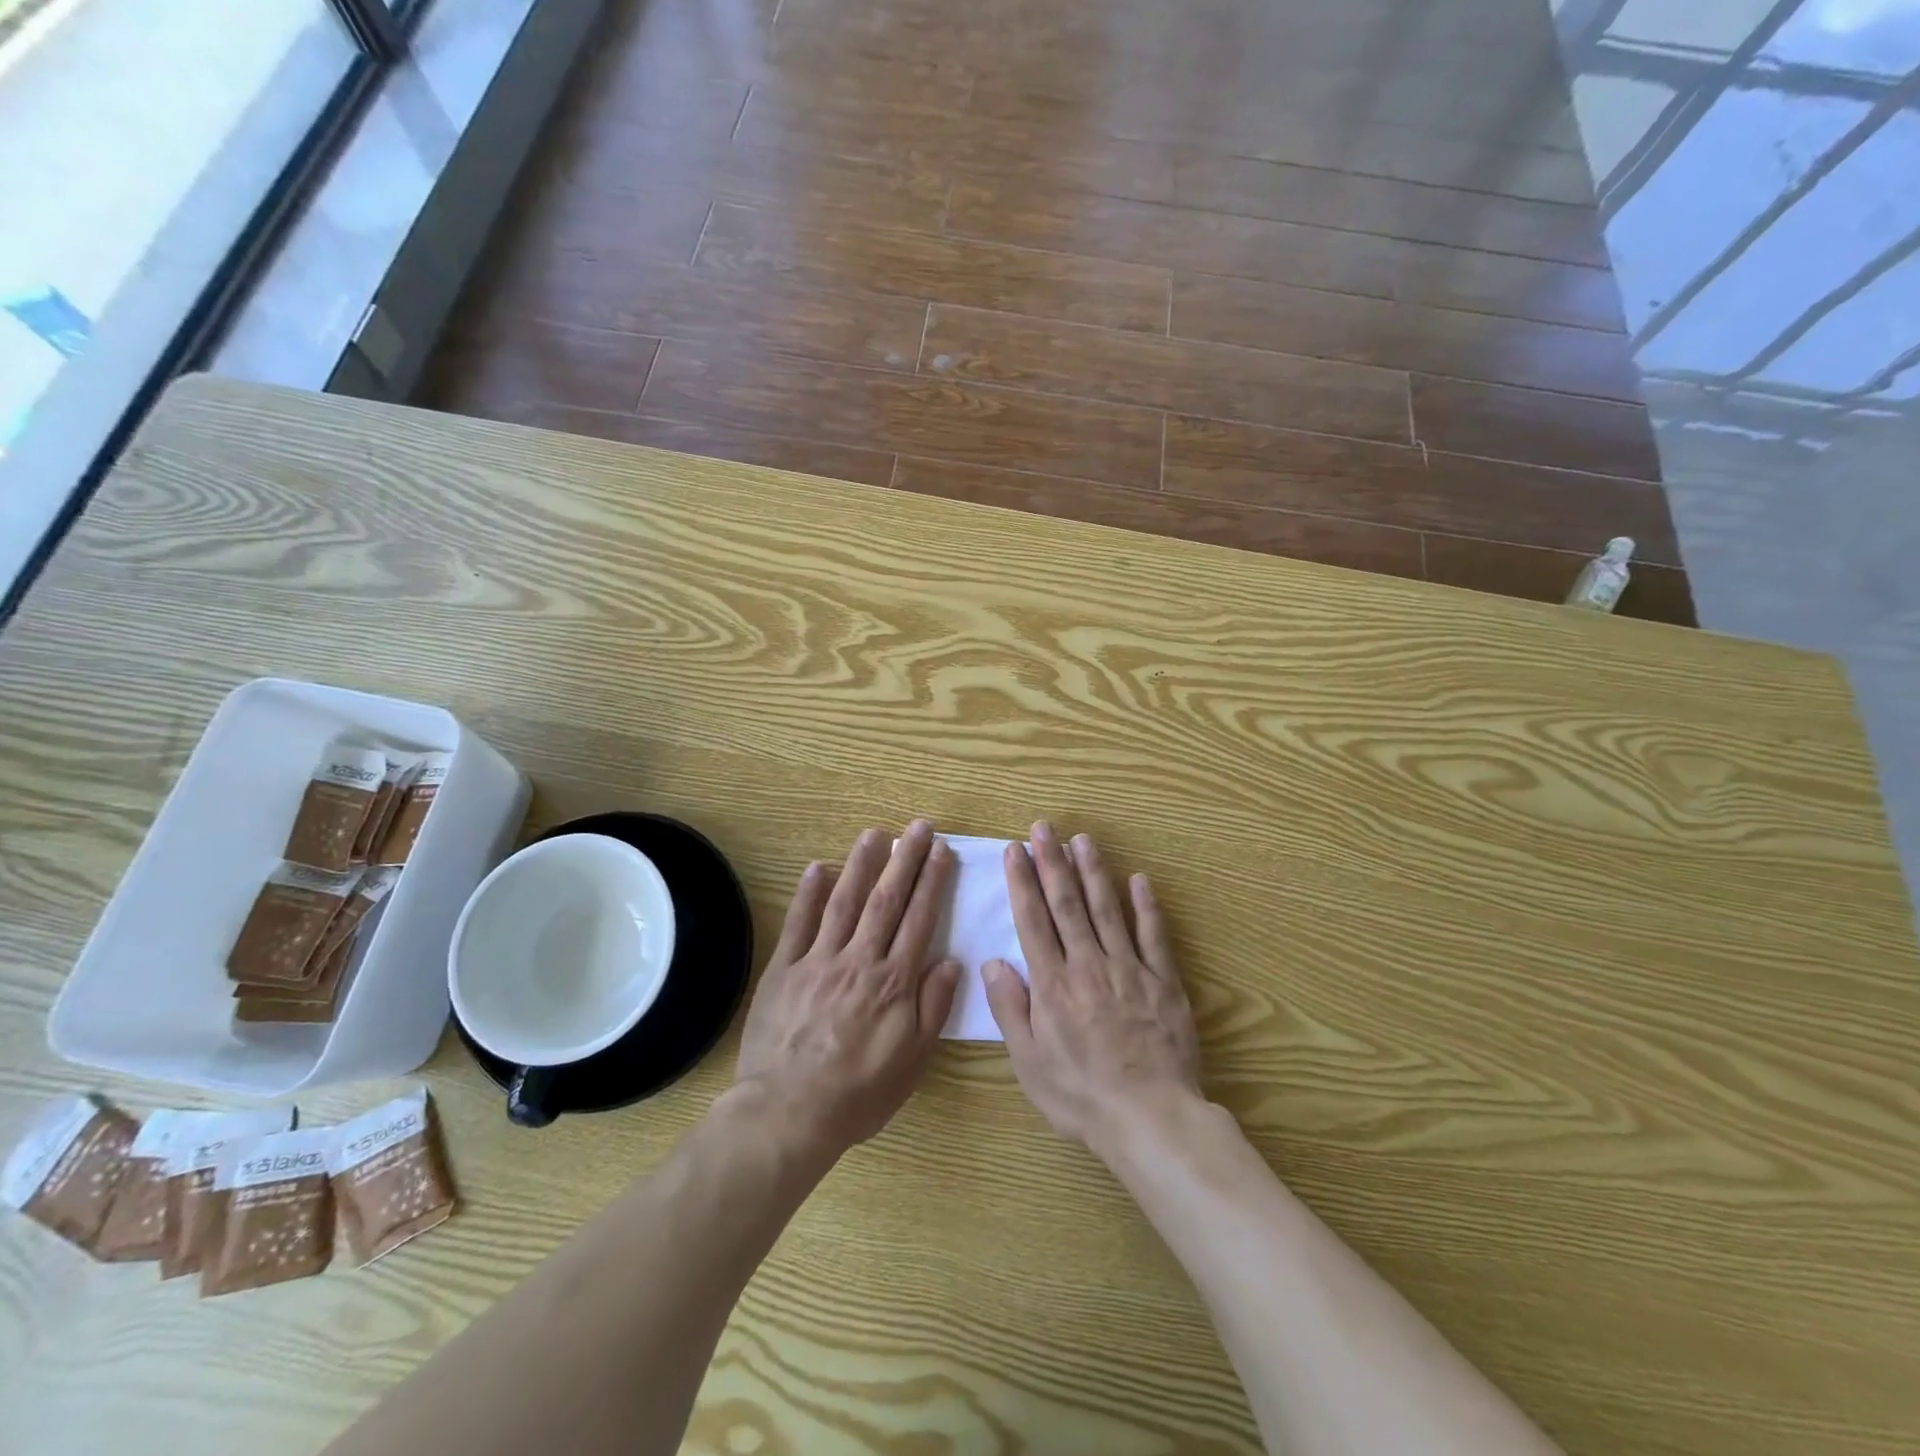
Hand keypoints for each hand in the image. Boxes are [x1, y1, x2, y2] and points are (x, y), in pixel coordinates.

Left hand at [735, 820, 961, 1158]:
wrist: (789, 1112)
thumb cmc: (859, 1092)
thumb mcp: (912, 1061)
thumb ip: (933, 1007)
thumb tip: (951, 961)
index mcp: (894, 981)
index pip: (919, 919)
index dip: (932, 882)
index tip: (942, 851)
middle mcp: (860, 960)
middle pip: (887, 900)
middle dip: (905, 860)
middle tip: (919, 827)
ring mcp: (819, 960)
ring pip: (845, 902)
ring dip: (861, 864)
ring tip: (875, 833)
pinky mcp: (785, 969)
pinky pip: (799, 924)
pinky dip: (808, 894)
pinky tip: (818, 867)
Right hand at [982, 822, 1202, 1153]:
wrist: (1149, 1117)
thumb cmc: (1080, 1095)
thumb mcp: (1028, 1062)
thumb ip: (1010, 1009)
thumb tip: (992, 962)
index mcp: (1053, 984)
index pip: (1033, 921)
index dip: (1023, 882)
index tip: (1016, 850)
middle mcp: (1088, 964)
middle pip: (1067, 904)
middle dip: (1053, 862)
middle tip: (1044, 827)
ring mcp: (1128, 968)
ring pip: (1106, 909)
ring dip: (1093, 871)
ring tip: (1082, 839)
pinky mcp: (1162, 980)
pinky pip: (1152, 935)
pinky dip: (1145, 906)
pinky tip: (1138, 879)